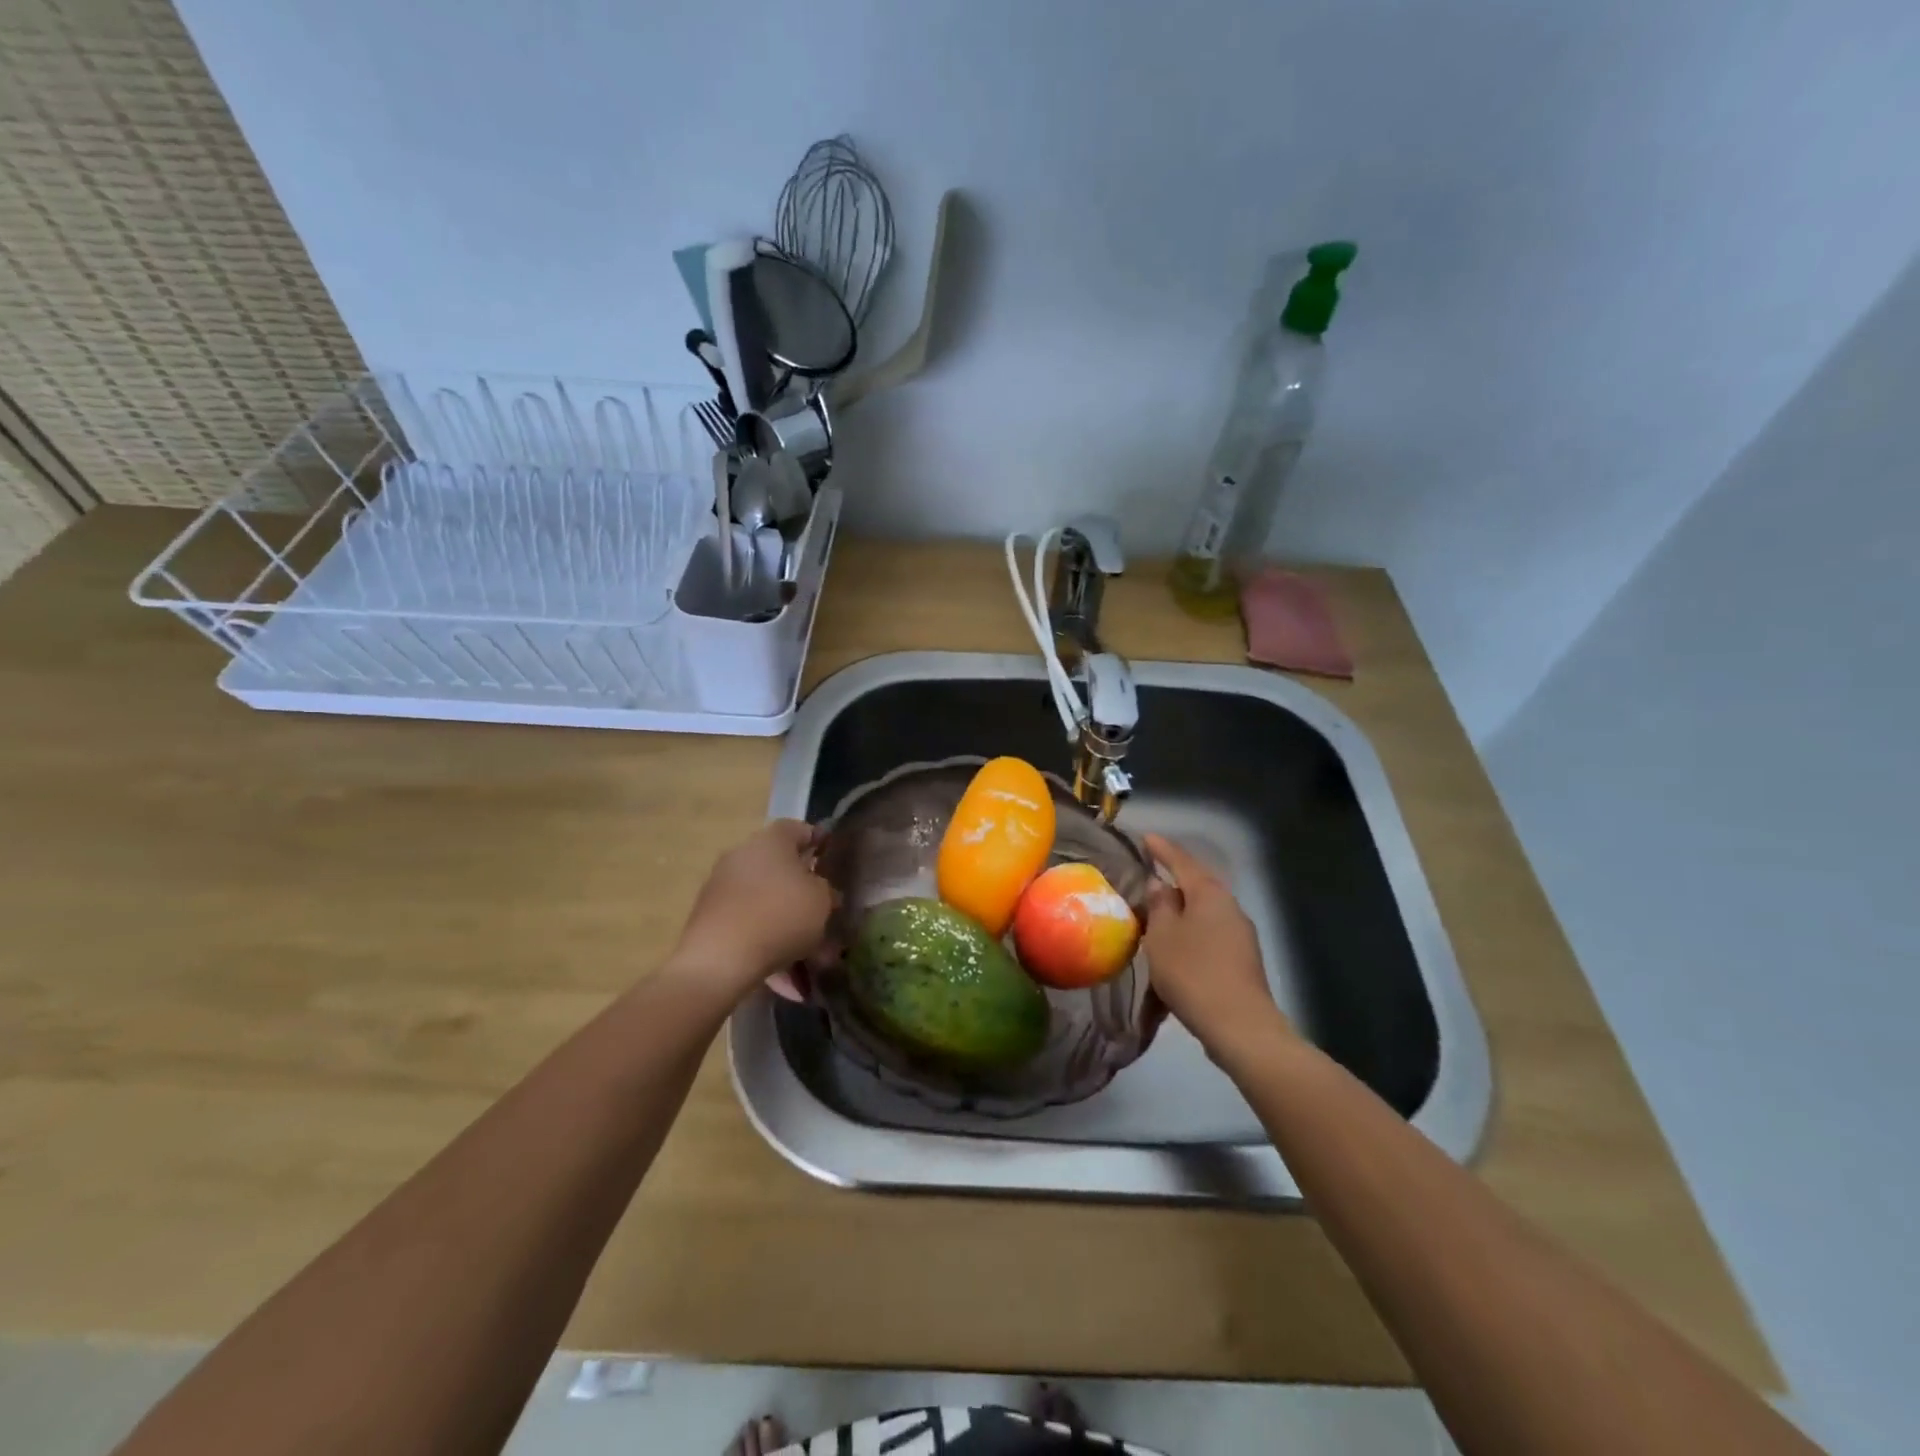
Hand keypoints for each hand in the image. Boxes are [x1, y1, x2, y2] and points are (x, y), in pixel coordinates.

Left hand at [669, 820, 835, 1003]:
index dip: (819, 844)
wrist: (719, 960)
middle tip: (824, 918)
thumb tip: (819, 890)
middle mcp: (743, 855)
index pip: (799, 829)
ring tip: (809, 961)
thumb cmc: (780, 916)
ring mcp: (722, 886)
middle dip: (804, 895)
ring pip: (767, 903)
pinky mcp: (709, 918)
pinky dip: (767, 944)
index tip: (833, 864)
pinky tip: (783, 976)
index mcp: (771, 840)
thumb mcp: (822, 901)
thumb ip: (826, 890)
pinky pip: (749, 926)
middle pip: (781, 869)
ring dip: (788, 927)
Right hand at [1141, 834, 1292, 1060]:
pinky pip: (1211, 934)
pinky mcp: (1242, 959)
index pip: (1183, 861)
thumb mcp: (1162, 936)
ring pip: (1205, 911)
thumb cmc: (1193, 972)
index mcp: (1210, 894)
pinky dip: (1192, 932)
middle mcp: (1230, 907)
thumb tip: (1160, 884)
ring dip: (1182, 910)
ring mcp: (1241, 934)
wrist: (1239, 1025)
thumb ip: (1159, 906)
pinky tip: (1178, 946)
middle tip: (1149, 877)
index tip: (1146, 837)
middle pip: (1198, 885)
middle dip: (1174, 880)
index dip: (1162, 849)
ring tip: (1158, 915)